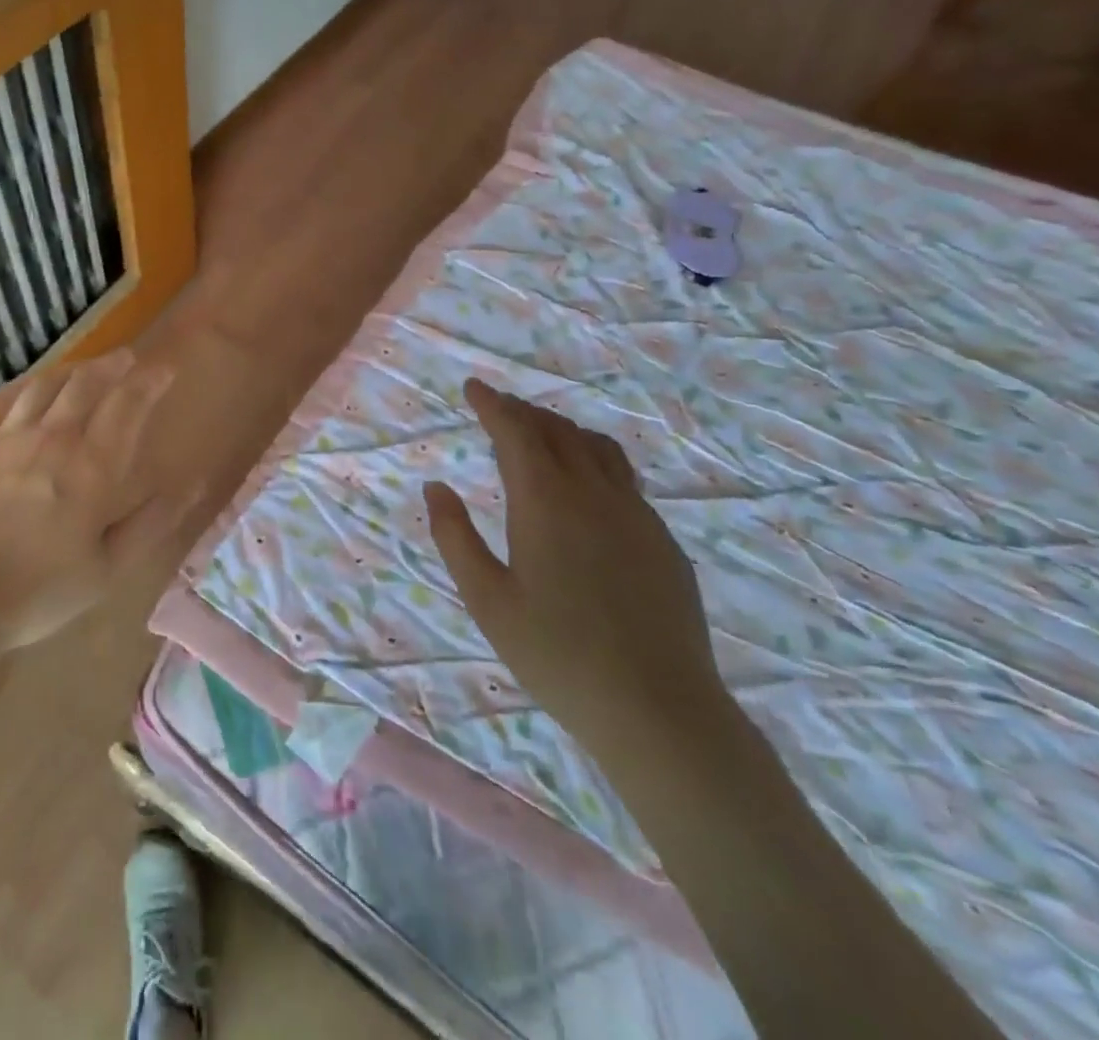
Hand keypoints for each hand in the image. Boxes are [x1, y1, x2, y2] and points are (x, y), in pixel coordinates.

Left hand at [0, 347, 183, 650]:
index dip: (148, 382)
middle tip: (127, 359)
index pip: (127, 405)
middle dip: (113, 365)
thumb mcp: (107, 570)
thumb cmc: (37, 593)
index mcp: (91, 468)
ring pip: (45, 384)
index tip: (162, 371)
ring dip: (72, 369)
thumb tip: (188, 486)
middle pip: (86, 383)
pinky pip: (2, 399)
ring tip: (86, 367)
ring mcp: (6, 436)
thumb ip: (149, 524)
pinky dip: (25, 384)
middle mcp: (52, 438)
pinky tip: (31, 385)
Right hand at [423, 379, 733, 760]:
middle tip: (498, 407)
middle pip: (558, 431)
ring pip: (598, 449)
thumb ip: (455, 536)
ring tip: (539, 433)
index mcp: (545, 503)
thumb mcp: (486, 599)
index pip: (516, 432)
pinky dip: (592, 459)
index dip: (492, 405)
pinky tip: (584, 486)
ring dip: (562, 429)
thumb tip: (435, 486)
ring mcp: (636, 515)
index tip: (473, 388)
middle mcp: (594, 494)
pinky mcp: (662, 541)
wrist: (658, 710)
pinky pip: (623, 478)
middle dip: (523, 411)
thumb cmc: (556, 654)